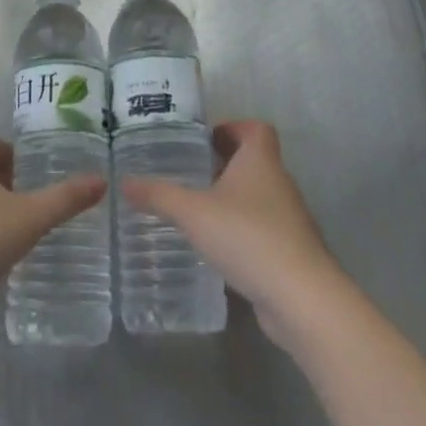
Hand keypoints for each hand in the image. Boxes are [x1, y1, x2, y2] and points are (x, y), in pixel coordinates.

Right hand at [121, 120, 345, 344]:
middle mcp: (279, 183)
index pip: (255, 129)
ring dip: (232, 199)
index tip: (205, 140)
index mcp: (260, 161)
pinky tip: (217, 247)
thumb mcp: (193, 212)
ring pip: (258, 197)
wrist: (301, 297)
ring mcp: (289, 219)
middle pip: (254, 162)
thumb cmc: (247, 236)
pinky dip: (241, 231)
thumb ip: (159, 195)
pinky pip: (262, 229)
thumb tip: (124, 181)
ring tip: (197, 211)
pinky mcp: (290, 251)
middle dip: (224, 165)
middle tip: (190, 174)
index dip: (232, 128)